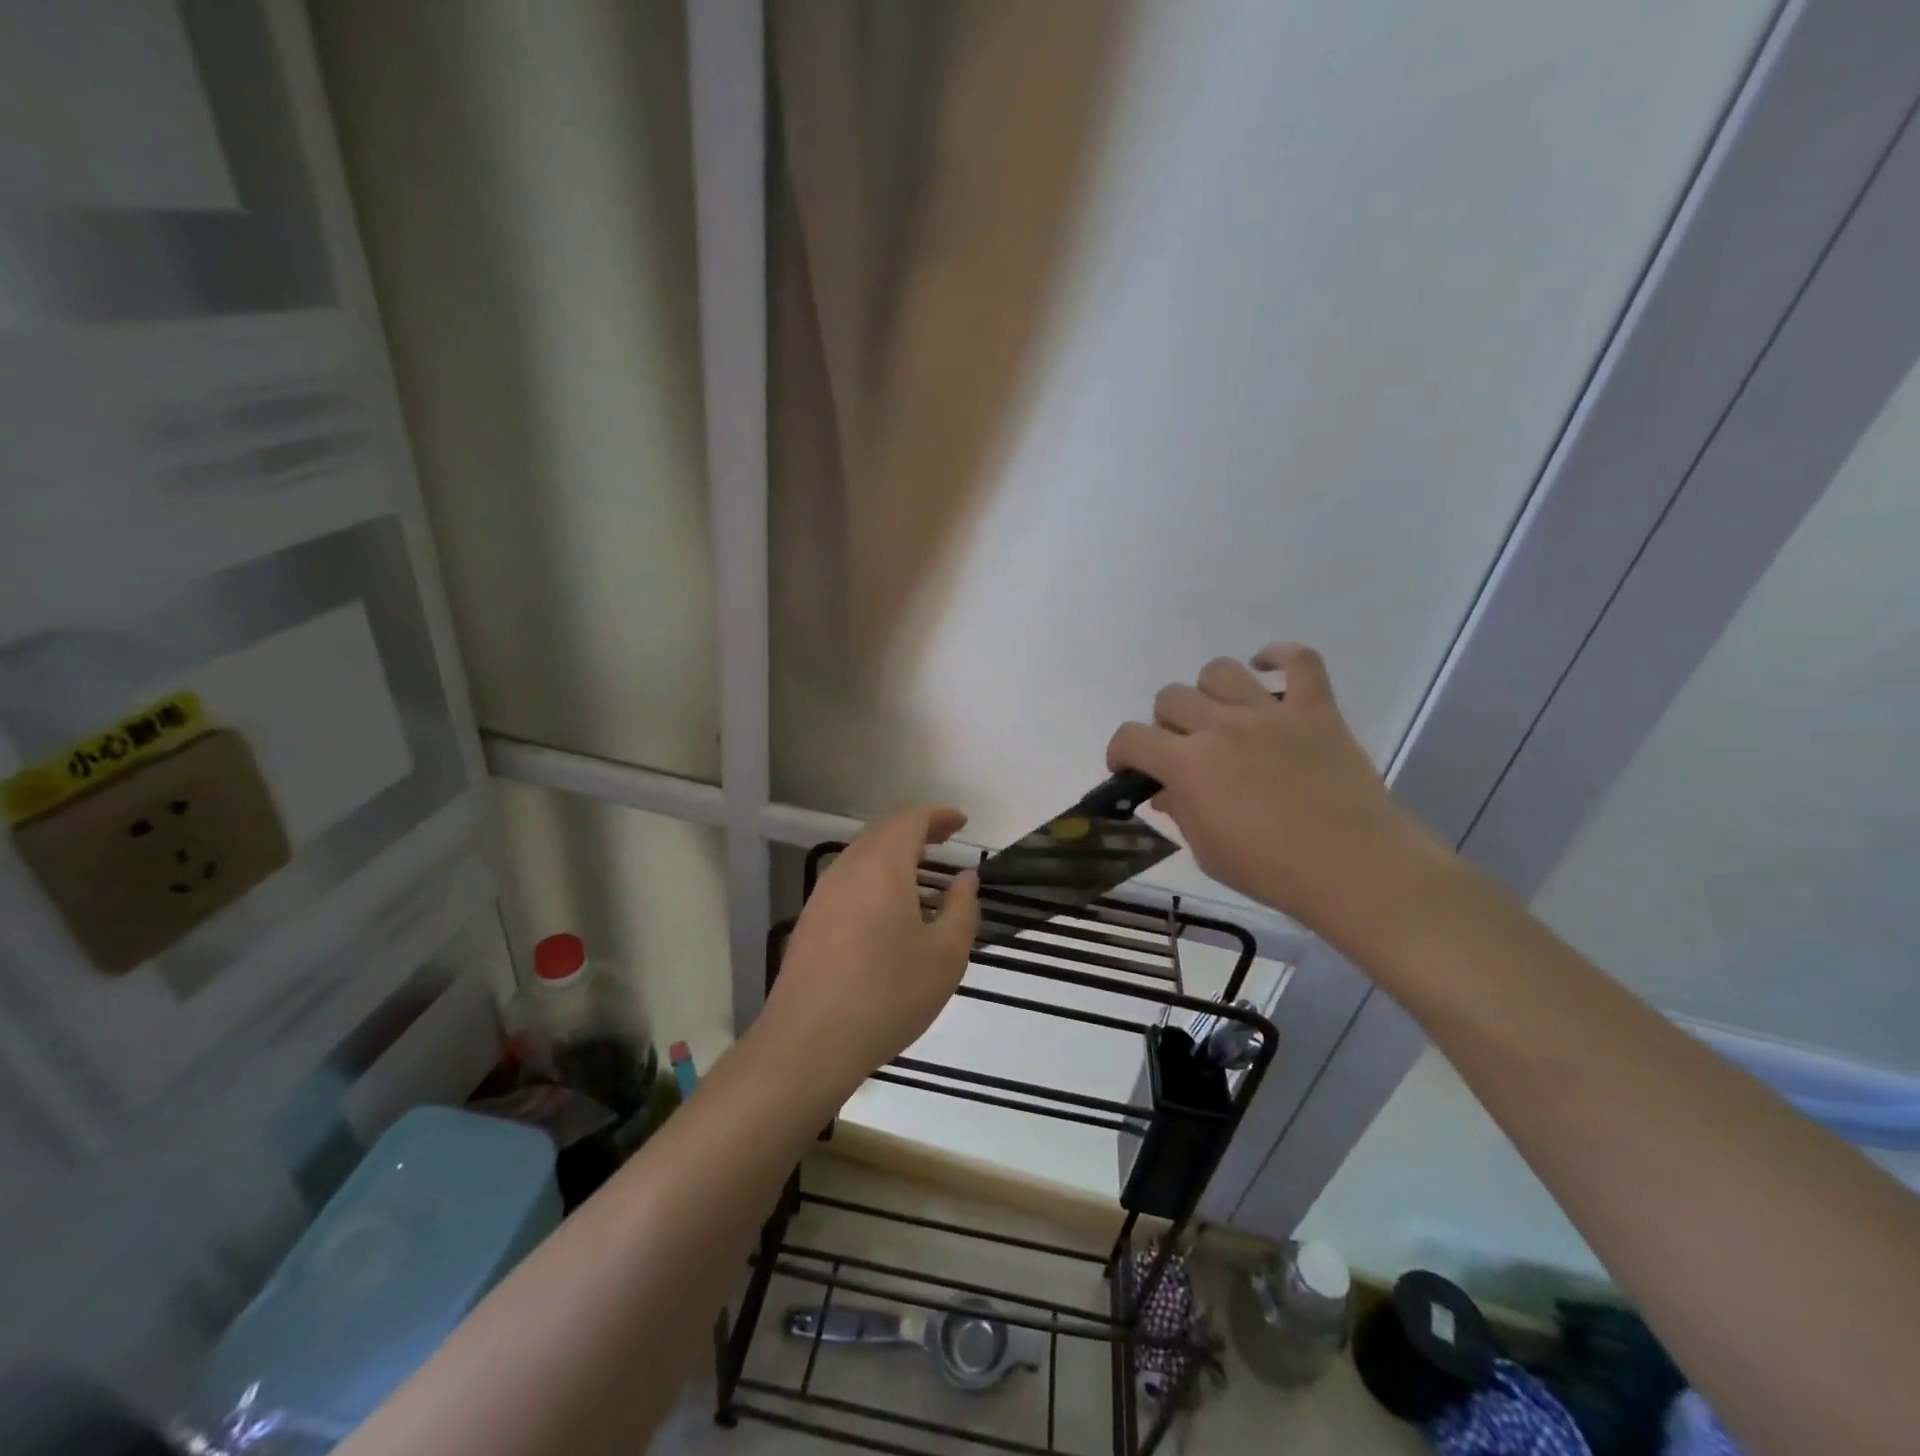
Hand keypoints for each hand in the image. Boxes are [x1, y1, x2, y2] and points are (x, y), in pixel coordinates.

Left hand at [759, 806, 979, 1098]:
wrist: (809, 1043)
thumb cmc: (888, 994)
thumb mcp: (945, 955)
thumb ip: (962, 909)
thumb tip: (965, 878)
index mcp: (882, 866)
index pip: (911, 820)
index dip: (939, 816)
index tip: (962, 823)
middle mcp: (847, 869)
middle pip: (883, 833)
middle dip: (916, 831)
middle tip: (944, 841)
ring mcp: (822, 895)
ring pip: (862, 857)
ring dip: (893, 855)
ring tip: (921, 874)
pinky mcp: (809, 922)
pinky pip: (848, 883)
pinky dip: (874, 879)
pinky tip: (888, 910)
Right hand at [1106, 644, 1438, 935]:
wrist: (1355, 870)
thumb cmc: (1273, 871)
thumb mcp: (1208, 851)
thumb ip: (1180, 811)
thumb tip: (1166, 790)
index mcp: (1190, 766)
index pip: (1131, 737)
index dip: (1120, 752)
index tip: (1129, 769)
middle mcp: (1222, 727)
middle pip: (1171, 698)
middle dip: (1165, 725)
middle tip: (1183, 751)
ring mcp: (1271, 713)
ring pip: (1220, 671)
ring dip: (1209, 693)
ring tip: (1220, 717)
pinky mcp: (1316, 709)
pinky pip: (1299, 659)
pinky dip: (1279, 657)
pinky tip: (1267, 670)